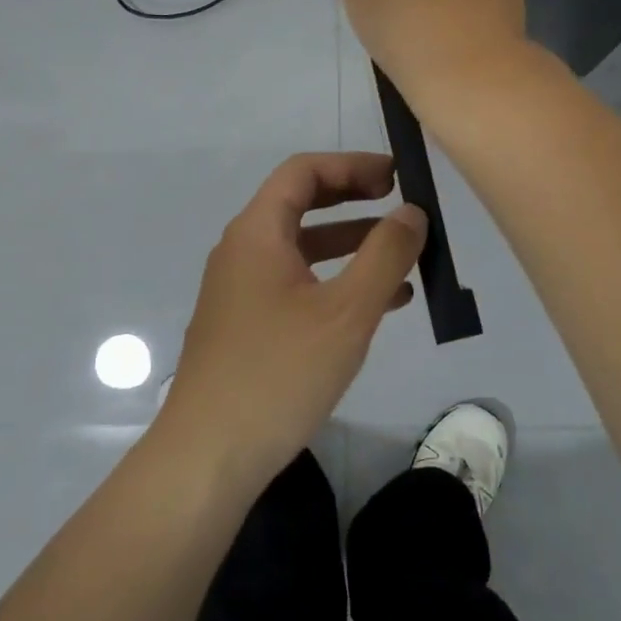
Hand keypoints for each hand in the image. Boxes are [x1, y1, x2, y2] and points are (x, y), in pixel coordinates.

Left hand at [156, 153, 426, 486]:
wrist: (209, 454)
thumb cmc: (279, 373)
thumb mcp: (346, 312)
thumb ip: (385, 255)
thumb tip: (411, 212)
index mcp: (257, 233)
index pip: (302, 172)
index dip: (351, 165)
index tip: (396, 176)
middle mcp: (242, 251)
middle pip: (300, 205)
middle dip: (353, 200)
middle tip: (399, 204)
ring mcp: (240, 290)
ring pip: (302, 249)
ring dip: (350, 245)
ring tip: (402, 256)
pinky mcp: (246, 325)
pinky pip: (296, 285)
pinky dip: (335, 282)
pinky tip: (378, 305)